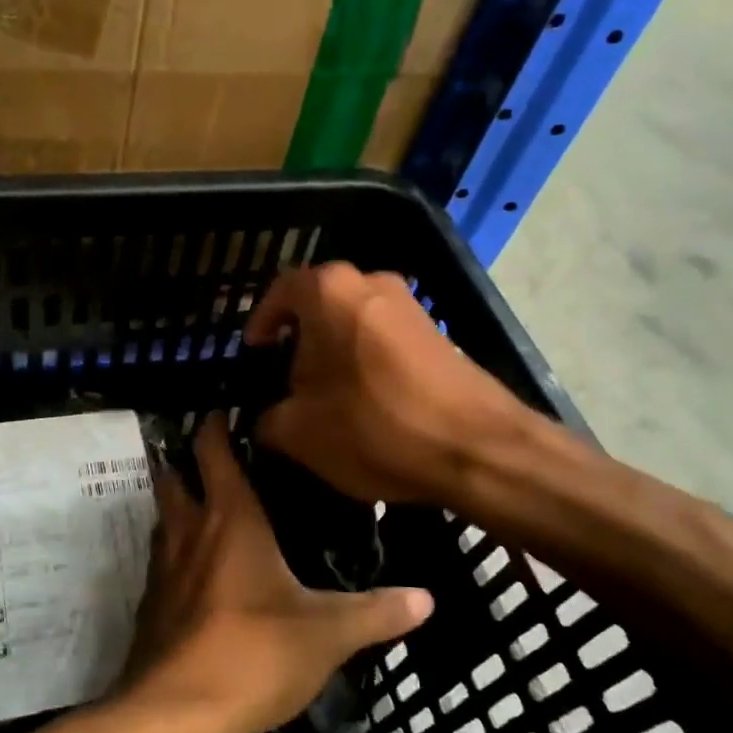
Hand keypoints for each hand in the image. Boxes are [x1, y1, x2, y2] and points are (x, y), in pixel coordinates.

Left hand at [120, 413, 432, 732]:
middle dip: (185, 462)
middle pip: (173, 478)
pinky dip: (175, 556)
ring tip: (208, 510)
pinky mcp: (150, 608)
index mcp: (229, 520)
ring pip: (163, 521)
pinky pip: (160, 565)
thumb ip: (377, 612)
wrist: (179, 715)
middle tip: (214, 458)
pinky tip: (198, 576)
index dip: (213, 425)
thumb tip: (428, 598)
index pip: (213, 452)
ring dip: (179, 508)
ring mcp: (161, 570)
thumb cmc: (256, 653)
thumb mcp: (327, 633)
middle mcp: (188, 532)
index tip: (223, 410)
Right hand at [244, 263, 525, 504]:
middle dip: (299, 339)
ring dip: (334, 351)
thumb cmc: (375, 428)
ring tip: (325, 394)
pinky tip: (366, 401)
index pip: (281, 290)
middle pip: (320, 304)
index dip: (261, 321)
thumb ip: (269, 419)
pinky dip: (366, 360)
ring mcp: (411, 305)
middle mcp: (372, 283)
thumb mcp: (300, 433)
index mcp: (330, 291)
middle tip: (286, 376)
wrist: (478, 449)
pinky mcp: (438, 333)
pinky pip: (384, 337)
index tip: (254, 350)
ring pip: (354, 320)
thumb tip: (268, 418)